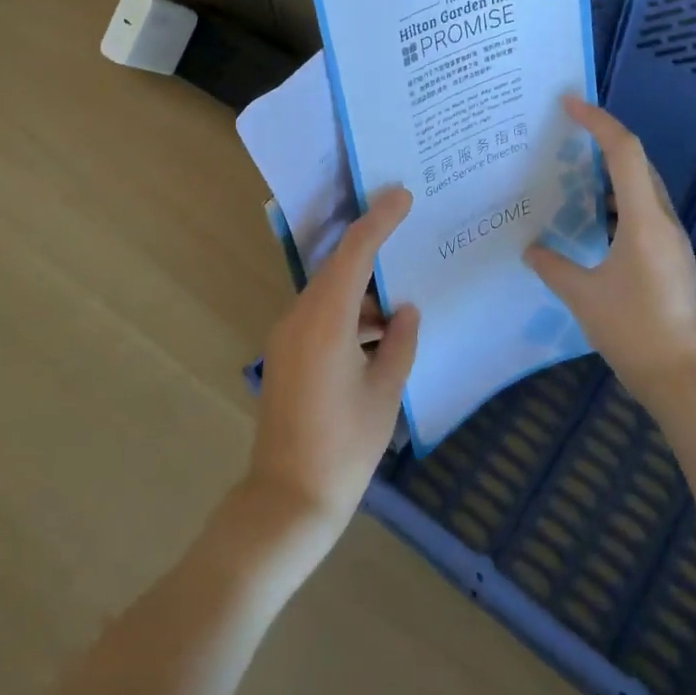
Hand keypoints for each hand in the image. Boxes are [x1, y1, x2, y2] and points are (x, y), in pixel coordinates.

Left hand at [248, 186, 420, 539]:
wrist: (287, 499)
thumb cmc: (344, 448)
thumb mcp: (385, 393)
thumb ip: (400, 343)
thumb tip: (405, 311)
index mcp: (325, 321)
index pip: (353, 253)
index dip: (378, 220)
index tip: (402, 195)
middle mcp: (299, 318)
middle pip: (339, 268)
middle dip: (373, 250)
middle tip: (409, 232)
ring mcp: (287, 337)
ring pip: (330, 295)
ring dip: (364, 293)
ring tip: (403, 296)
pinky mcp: (286, 356)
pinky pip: (321, 318)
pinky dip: (350, 316)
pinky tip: (380, 332)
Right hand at [524, 97, 695, 413]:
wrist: (682, 376)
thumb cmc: (632, 331)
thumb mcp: (583, 297)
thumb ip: (553, 267)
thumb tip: (532, 250)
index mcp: (644, 221)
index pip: (624, 153)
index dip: (598, 122)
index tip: (570, 104)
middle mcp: (663, 222)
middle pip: (637, 163)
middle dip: (604, 139)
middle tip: (567, 132)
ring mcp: (671, 241)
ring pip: (642, 188)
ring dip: (611, 171)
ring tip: (574, 170)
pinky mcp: (670, 258)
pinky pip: (643, 212)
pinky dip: (617, 200)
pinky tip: (593, 218)